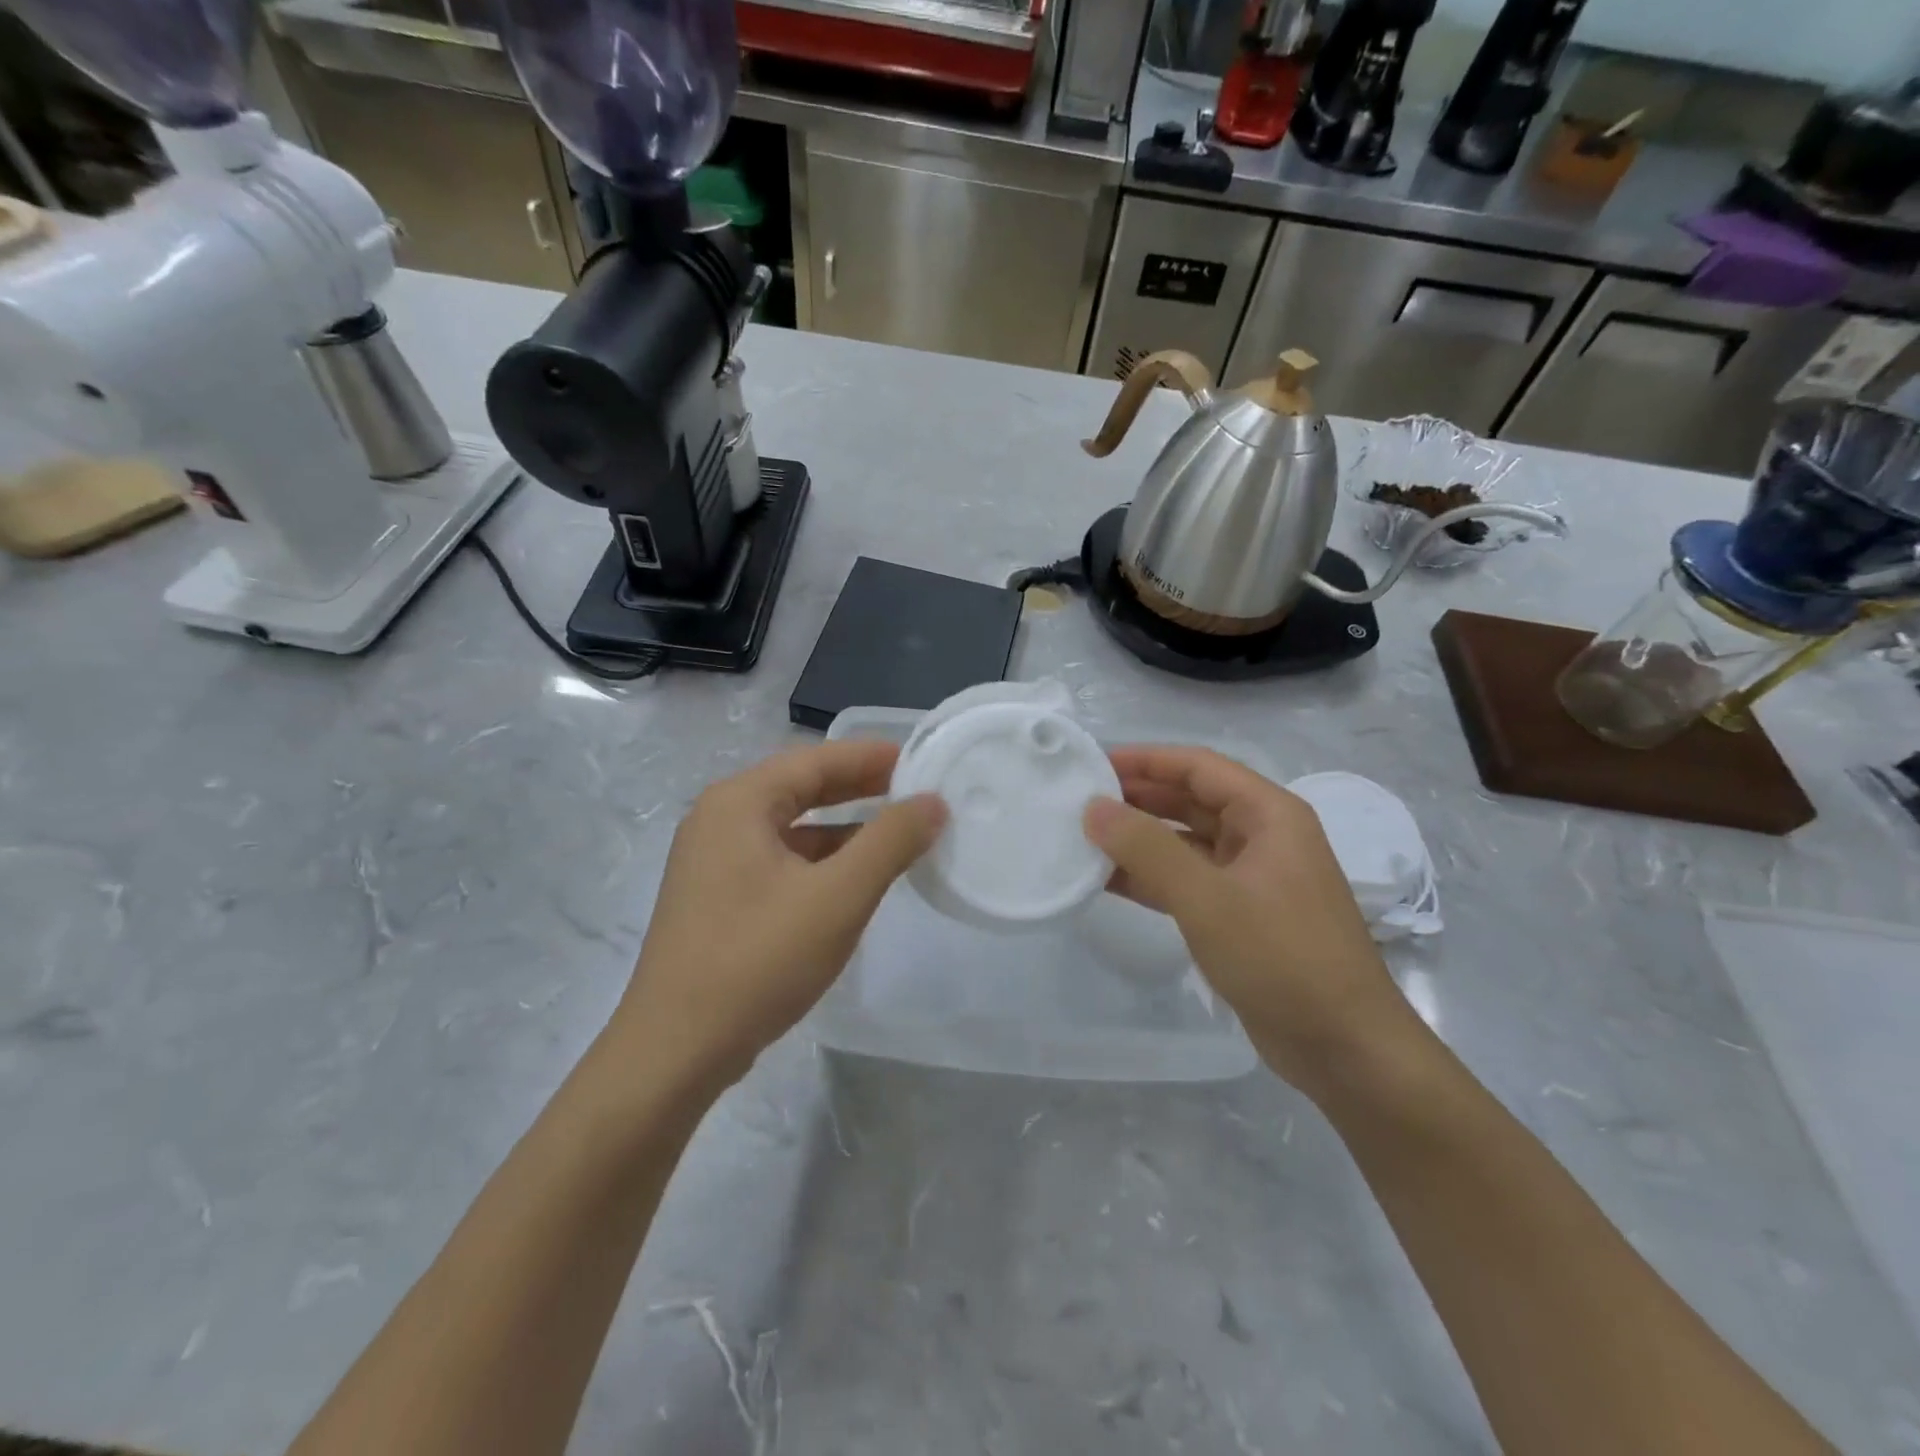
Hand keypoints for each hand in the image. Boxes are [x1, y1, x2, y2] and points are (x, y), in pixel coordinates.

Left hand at [612, 741, 945, 1088]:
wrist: (675, 1051)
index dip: (870, 757)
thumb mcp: (838, 896)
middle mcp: (719, 820)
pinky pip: (778, 860)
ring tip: (894, 835)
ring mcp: (712, 862)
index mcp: (739, 803)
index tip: (918, 760)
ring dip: (841, 827)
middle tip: (913, 791)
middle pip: (800, 788)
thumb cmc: (758, 960)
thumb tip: (932, 802)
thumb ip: (890, 841)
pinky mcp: (716, 899)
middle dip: (858, 788)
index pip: (815, 760)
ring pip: (790, 828)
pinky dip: (819, 860)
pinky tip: (851, 880)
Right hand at [1085, 746, 1418, 1091]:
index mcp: (1269, 814)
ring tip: (1084, 837)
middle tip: (1080, 800)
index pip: (1198, 766)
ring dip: (1139, 839)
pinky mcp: (1239, 914)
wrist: (1344, 1048)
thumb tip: (1093, 808)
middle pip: (1191, 799)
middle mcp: (1262, 836)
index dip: (1145, 759)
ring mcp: (1251, 877)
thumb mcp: (1208, 898)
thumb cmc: (1282, 957)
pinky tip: (1107, 880)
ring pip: (1185, 841)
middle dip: (1138, 797)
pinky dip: (1150, 876)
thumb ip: (1147, 848)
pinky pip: (1187, 880)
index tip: (1093, 762)